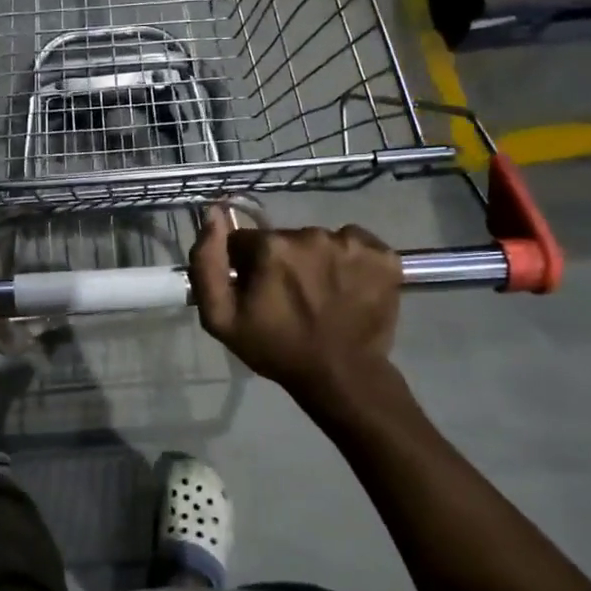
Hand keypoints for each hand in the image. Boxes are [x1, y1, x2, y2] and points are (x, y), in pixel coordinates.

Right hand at [189, 205, 400, 399]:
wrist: (341, 376)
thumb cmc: (276, 349)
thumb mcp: (221, 319)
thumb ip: (206, 264)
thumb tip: (213, 214)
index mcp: (271, 247)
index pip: (246, 241)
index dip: (246, 267)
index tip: (257, 293)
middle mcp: (312, 235)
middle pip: (285, 240)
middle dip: (282, 263)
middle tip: (289, 300)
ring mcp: (352, 244)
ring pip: (321, 242)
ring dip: (317, 262)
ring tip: (321, 297)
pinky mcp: (384, 256)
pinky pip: (357, 245)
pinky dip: (352, 262)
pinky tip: (349, 288)